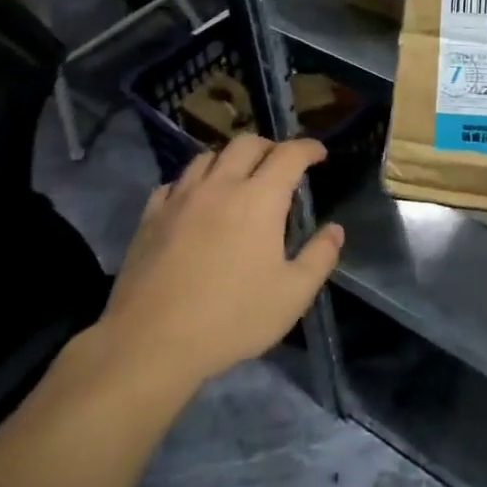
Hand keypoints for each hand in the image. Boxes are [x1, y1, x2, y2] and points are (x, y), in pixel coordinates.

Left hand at [100, 135, 343, 390]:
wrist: (151, 342)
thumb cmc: (231, 318)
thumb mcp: (292, 295)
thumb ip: (319, 257)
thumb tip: (335, 230)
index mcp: (260, 199)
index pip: (289, 155)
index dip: (308, 148)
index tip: (319, 154)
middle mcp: (220, 186)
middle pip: (246, 144)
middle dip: (270, 147)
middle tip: (281, 164)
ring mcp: (180, 198)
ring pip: (207, 156)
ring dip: (230, 159)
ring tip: (238, 178)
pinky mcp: (151, 216)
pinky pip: (175, 183)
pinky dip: (194, 182)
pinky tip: (196, 201)